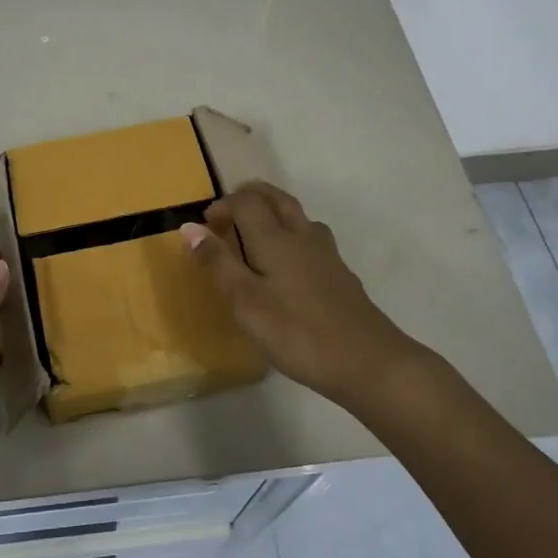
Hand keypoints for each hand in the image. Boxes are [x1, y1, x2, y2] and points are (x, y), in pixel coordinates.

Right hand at [181, 182, 420, 406]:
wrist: (368, 361)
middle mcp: (302, 237)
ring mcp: (327, 255)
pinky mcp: (341, 275)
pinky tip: (290, 265)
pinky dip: (293, 235)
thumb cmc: (297, 332)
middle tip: (230, 209)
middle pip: (277, 199)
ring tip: (257, 231)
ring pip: (298, 217)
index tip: (207, 223)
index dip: (225, 204)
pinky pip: (311, 239)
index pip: (247, 202)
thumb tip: (189, 227)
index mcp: (275, 239)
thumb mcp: (246, 302)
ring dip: (275, 212)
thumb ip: (218, 263)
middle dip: (251, 196)